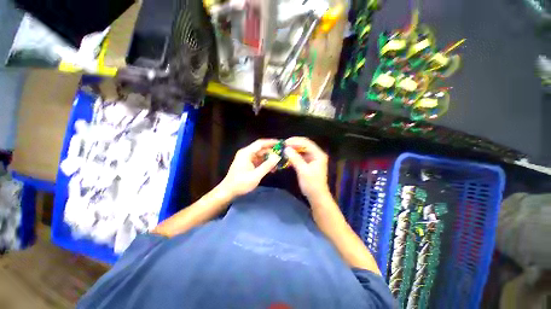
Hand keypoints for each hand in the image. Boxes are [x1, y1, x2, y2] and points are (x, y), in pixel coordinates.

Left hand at [220, 139, 279, 197]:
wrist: (228, 191)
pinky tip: (272, 168)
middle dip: (272, 152)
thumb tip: (277, 157)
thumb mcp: (255, 175)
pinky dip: (266, 163)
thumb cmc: (240, 183)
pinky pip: (259, 161)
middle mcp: (247, 153)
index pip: (260, 143)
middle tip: (283, 155)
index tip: (281, 143)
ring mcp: (247, 159)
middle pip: (261, 149)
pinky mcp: (249, 164)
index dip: (271, 142)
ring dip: (270, 159)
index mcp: (246, 153)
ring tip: (279, 163)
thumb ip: (267, 166)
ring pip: (261, 155)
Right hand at [284, 137, 330, 201]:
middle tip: (283, 146)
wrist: (317, 196)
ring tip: (283, 151)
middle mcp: (316, 154)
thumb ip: (295, 159)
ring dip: (292, 150)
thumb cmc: (312, 184)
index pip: (306, 143)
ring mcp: (312, 159)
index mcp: (318, 154)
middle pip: (304, 145)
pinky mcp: (308, 163)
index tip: (285, 143)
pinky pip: (300, 157)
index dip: (295, 141)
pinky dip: (293, 157)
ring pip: (301, 151)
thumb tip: (286, 149)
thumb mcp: (303, 171)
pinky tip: (286, 158)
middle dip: (293, 145)